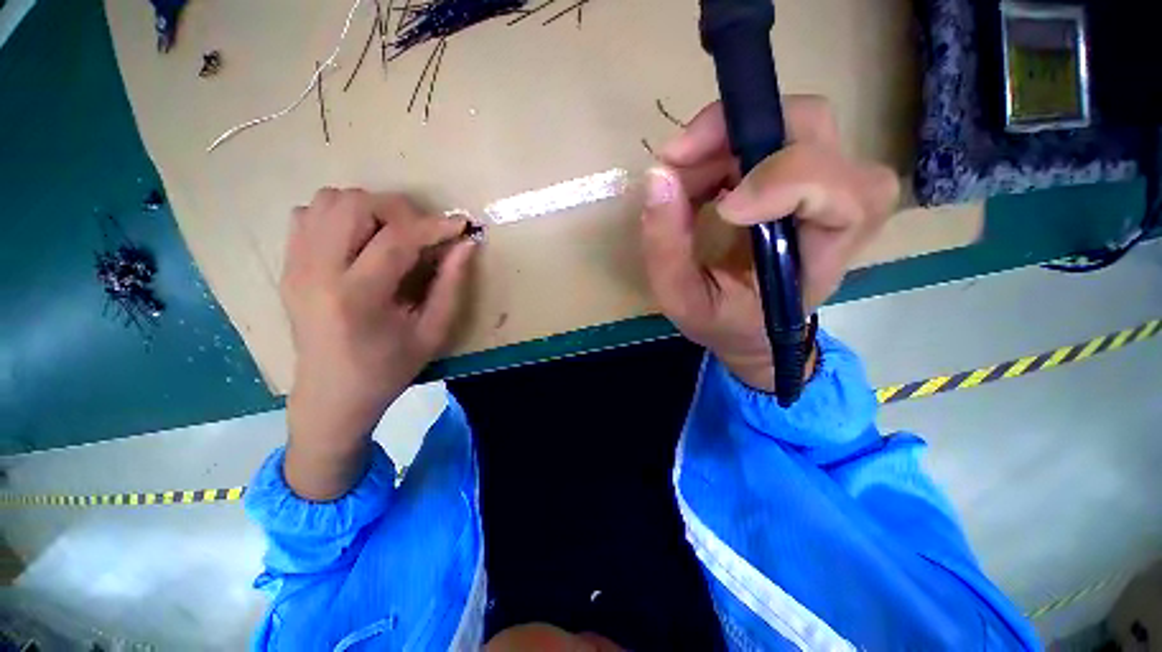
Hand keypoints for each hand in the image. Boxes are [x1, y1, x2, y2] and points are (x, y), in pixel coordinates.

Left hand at [281, 188, 475, 499]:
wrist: (331, 394)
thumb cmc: (388, 369)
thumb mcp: (432, 333)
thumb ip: (451, 285)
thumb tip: (466, 246)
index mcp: (357, 296)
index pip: (396, 239)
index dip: (435, 226)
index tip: (461, 225)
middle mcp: (317, 272)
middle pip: (354, 204)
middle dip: (399, 209)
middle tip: (424, 232)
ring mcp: (295, 265)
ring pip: (327, 200)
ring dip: (369, 208)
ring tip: (394, 234)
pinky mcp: (288, 266)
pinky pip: (308, 214)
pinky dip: (339, 215)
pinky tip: (361, 240)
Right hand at [640, 97, 899, 392]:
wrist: (750, 327)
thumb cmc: (723, 322)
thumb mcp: (684, 301)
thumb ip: (666, 251)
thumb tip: (657, 178)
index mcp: (821, 260)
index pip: (843, 196)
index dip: (784, 182)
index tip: (720, 209)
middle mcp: (837, 211)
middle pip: (817, 132)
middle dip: (738, 134)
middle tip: (676, 159)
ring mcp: (821, 185)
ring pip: (793, 123)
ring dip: (724, 139)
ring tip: (678, 174)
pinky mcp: (797, 175)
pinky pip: (769, 134)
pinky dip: (723, 144)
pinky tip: (695, 176)